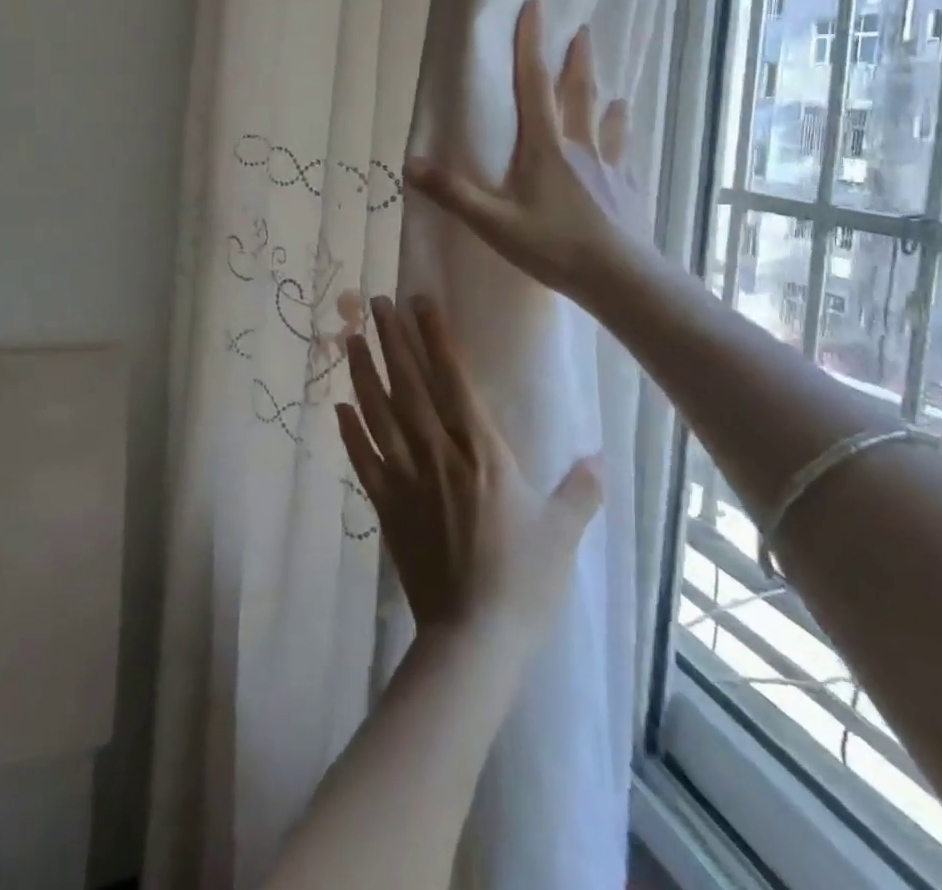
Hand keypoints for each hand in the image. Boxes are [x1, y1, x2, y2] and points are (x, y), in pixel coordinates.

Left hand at [338, 294, 602, 636]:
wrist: (472, 639)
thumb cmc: (523, 581)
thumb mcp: (563, 533)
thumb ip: (581, 490)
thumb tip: (602, 456)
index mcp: (481, 451)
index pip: (453, 379)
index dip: (435, 337)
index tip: (418, 301)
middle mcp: (438, 454)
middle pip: (410, 386)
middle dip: (392, 340)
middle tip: (374, 302)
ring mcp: (407, 479)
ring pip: (380, 415)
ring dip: (364, 374)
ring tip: (350, 339)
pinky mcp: (387, 507)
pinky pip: (364, 461)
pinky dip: (350, 432)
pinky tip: (339, 407)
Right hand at [404, 0, 649, 310]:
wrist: (618, 277)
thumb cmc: (553, 246)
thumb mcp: (493, 223)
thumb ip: (453, 193)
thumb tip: (410, 163)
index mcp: (546, 147)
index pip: (535, 84)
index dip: (531, 45)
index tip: (535, 7)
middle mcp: (580, 147)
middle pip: (579, 94)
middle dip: (578, 61)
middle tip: (583, 32)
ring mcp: (609, 168)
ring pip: (608, 124)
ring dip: (607, 101)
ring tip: (614, 91)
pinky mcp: (627, 191)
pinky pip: (624, 159)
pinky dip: (623, 146)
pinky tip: (627, 152)